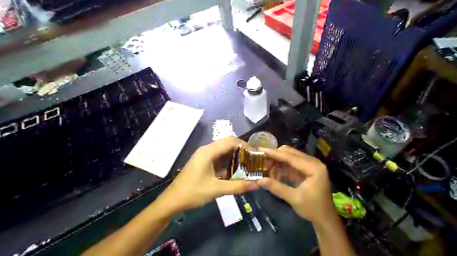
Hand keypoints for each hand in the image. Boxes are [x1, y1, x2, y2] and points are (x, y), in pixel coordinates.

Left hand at [157, 136, 258, 213]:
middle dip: (241, 149)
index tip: (256, 153)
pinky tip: (236, 170)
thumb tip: (256, 184)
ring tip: (248, 163)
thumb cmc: (193, 192)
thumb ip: (237, 186)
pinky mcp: (203, 163)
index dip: (244, 145)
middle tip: (253, 158)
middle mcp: (206, 150)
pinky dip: (228, 162)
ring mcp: (204, 156)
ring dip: (235, 156)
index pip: (230, 142)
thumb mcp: (216, 189)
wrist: (172, 200)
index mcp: (208, 152)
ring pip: (223, 151)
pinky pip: (219, 159)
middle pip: (227, 144)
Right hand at [257, 145, 334, 224]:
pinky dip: (281, 168)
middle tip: (261, 161)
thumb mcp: (294, 199)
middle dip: (275, 156)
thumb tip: (259, 180)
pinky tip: (273, 174)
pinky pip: (291, 164)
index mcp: (313, 167)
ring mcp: (310, 165)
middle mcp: (313, 162)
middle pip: (290, 153)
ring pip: (289, 157)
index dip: (274, 153)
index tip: (261, 150)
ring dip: (277, 162)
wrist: (325, 219)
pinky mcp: (306, 170)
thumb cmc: (313, 209)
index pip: (290, 156)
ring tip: (266, 169)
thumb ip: (277, 188)